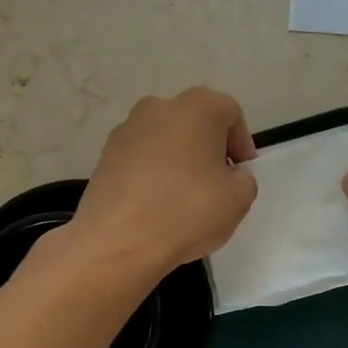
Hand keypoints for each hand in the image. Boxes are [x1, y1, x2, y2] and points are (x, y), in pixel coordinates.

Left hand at [71, 88, 258, 279]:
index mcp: (197, 107)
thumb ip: (243, 180)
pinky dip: (152, 175)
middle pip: (194, 123)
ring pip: (164, 141)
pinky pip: (140, 160)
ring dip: (178, 162)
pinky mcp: (104, 156)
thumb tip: (230, 176)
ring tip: (184, 199)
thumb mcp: (238, 200)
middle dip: (208, 149)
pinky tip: (156, 206)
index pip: (230, 114)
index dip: (241, 143)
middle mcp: (158, 107)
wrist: (117, 240)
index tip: (242, 173)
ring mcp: (126, 130)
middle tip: (217, 184)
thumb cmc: (187, 210)